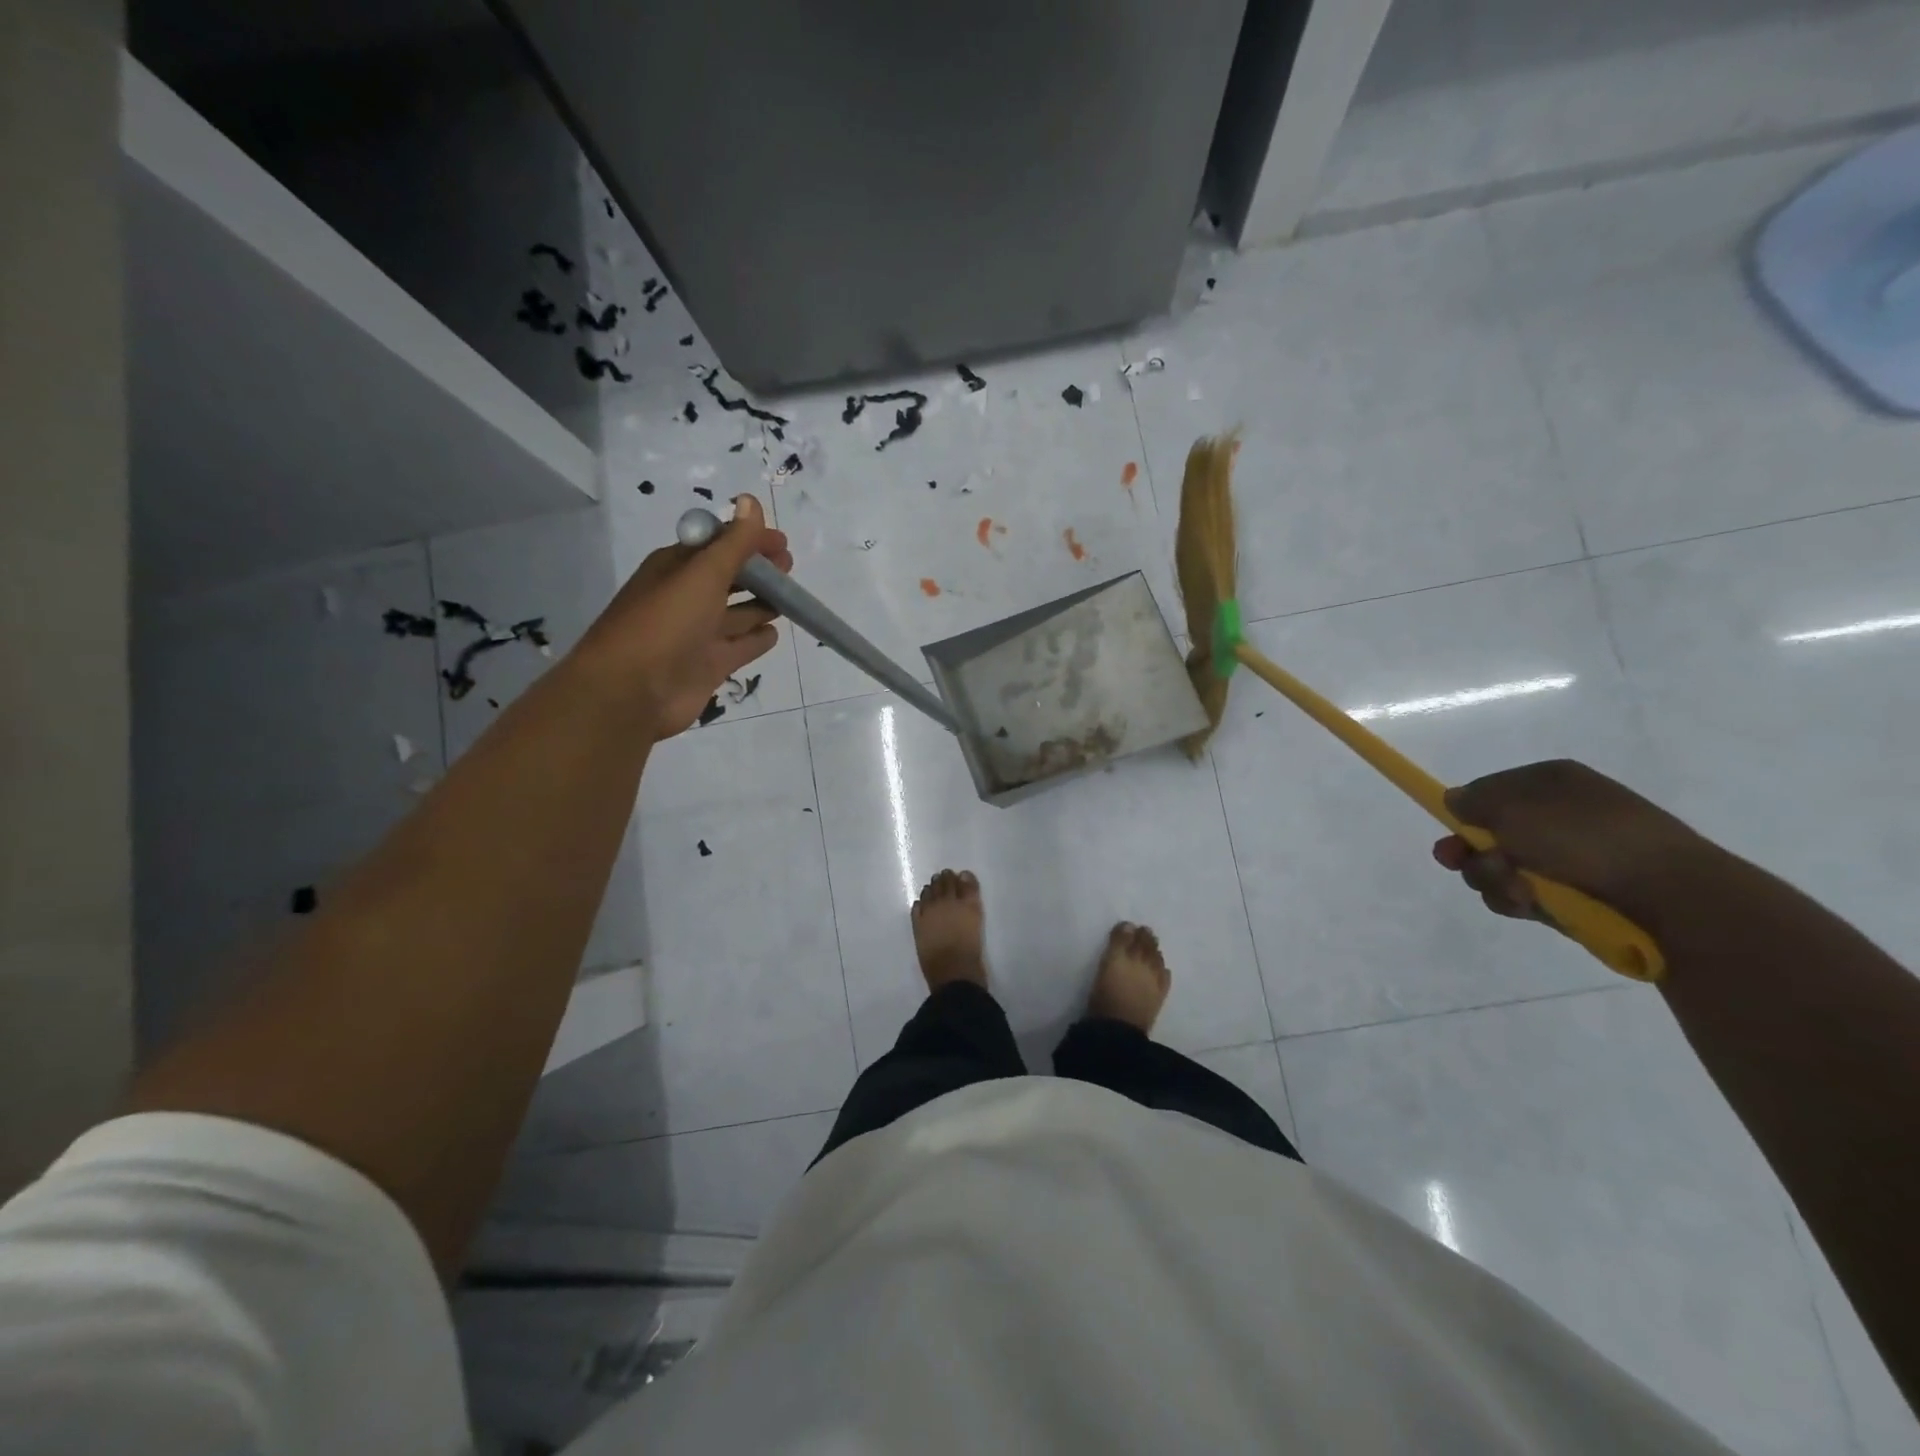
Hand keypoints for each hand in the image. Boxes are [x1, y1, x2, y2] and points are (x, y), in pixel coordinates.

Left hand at [573, 494, 794, 741]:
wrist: (632, 691)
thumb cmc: (665, 623)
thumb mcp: (702, 574)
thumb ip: (734, 542)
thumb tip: (751, 500)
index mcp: (677, 568)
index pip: (718, 545)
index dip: (749, 539)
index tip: (782, 543)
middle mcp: (687, 597)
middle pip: (730, 578)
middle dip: (759, 571)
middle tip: (789, 568)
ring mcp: (699, 634)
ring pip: (738, 613)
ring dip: (761, 603)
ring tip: (790, 598)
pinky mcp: (710, 665)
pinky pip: (740, 646)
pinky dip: (757, 638)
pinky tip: (773, 633)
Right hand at [1430, 759, 1720, 935]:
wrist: (1672, 897)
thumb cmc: (1585, 840)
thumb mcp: (1514, 810)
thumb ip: (1474, 801)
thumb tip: (1454, 799)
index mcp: (1553, 783)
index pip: (1491, 789)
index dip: (1465, 809)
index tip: (1450, 828)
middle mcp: (1561, 815)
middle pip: (1492, 833)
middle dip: (1472, 852)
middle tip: (1459, 864)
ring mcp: (1571, 857)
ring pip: (1503, 868)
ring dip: (1494, 879)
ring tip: (1515, 890)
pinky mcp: (1577, 895)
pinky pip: (1528, 895)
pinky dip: (1519, 901)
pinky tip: (1530, 906)